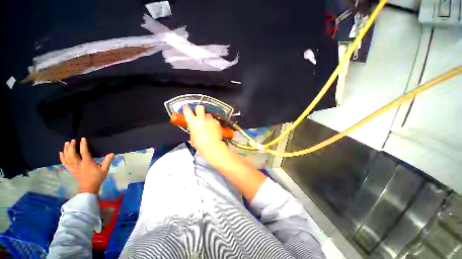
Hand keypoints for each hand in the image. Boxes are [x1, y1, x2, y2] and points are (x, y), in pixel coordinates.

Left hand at [59, 138, 114, 193]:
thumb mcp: (105, 170)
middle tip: (72, 140)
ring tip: (67, 143)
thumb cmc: (97, 178)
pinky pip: (64, 163)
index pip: (84, 152)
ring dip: (66, 150)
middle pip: (72, 154)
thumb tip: (112, 153)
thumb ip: (108, 161)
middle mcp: (78, 164)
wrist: (88, 188)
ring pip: (66, 157)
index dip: (83, 145)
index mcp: (87, 163)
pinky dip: (62, 157)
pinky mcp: (70, 170)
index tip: (83, 139)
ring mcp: (73, 167)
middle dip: (71, 147)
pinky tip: (61, 152)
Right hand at [183, 105, 223, 154]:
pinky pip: (214, 120)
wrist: (212, 146)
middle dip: (198, 109)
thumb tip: (194, 130)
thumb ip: (193, 131)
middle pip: (199, 107)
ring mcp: (210, 119)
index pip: (187, 110)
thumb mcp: (192, 137)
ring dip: (207, 118)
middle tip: (198, 113)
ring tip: (207, 124)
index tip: (186, 108)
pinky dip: (213, 123)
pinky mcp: (217, 122)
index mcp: (193, 121)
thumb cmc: (200, 144)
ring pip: (208, 114)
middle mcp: (202, 118)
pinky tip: (213, 129)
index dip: (186, 108)